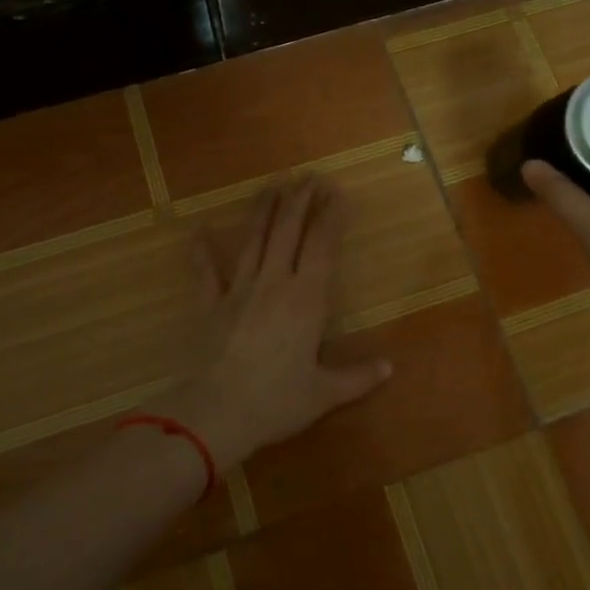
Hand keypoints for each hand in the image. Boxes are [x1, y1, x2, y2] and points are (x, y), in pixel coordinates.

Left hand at [176, 176, 391, 465]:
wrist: (216, 412)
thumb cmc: (277, 401)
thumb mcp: (324, 393)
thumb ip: (358, 378)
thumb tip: (389, 368)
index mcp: (306, 299)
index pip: (322, 246)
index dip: (330, 216)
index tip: (336, 191)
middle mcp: (274, 283)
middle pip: (288, 231)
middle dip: (299, 200)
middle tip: (307, 176)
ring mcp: (238, 290)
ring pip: (253, 240)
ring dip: (263, 211)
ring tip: (271, 185)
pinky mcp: (210, 305)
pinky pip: (205, 272)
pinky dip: (202, 251)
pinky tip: (200, 231)